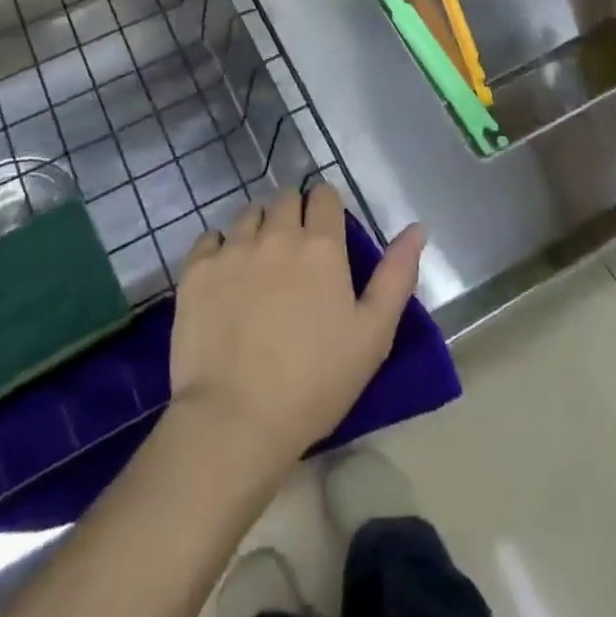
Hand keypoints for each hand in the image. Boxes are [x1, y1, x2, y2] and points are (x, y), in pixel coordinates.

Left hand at [168, 185, 427, 477]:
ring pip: (248, 213)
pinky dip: (220, 248)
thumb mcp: (373, 336)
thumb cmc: (314, 384)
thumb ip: (397, 276)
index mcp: (321, 246)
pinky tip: (225, 277)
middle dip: (294, 214)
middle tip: (295, 253)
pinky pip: (210, 237)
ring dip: (258, 227)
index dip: (327, 210)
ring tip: (260, 264)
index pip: (325, 196)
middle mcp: (276, 234)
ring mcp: (232, 248)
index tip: (326, 234)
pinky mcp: (197, 269)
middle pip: (285, 198)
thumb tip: (418, 227)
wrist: (235, 420)